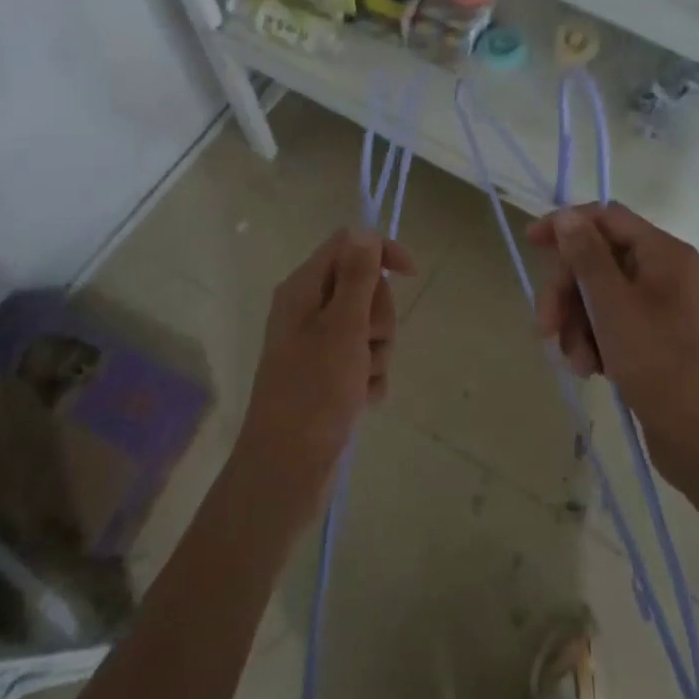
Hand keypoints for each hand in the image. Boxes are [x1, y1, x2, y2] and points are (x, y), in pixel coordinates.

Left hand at [234, 227, 415, 521]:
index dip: (382, 253)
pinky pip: (366, 360)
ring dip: (377, 353)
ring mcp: (320, 344)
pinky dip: (370, 378)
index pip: (350, 244)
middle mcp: (310, 310)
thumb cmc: (314, 393)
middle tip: (364, 345)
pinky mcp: (330, 374)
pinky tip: (360, 401)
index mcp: (304, 290)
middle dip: (379, 318)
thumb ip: (356, 277)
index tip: (411, 275)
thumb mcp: (342, 329)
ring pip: (371, 327)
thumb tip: (364, 230)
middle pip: (366, 288)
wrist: (288, 469)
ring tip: (359, 381)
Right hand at [529, 204, 698, 488]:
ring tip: (576, 361)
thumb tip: (568, 215)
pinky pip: (611, 324)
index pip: (606, 217)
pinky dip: (594, 342)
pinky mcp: (653, 338)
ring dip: (577, 325)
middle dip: (567, 293)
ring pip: (598, 297)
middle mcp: (662, 272)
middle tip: (546, 327)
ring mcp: (659, 306)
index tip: (530, 243)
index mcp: (662, 252)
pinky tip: (590, 369)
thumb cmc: (658, 361)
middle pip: (597, 260)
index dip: (567, 226)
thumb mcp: (613, 305)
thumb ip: (587, 256)